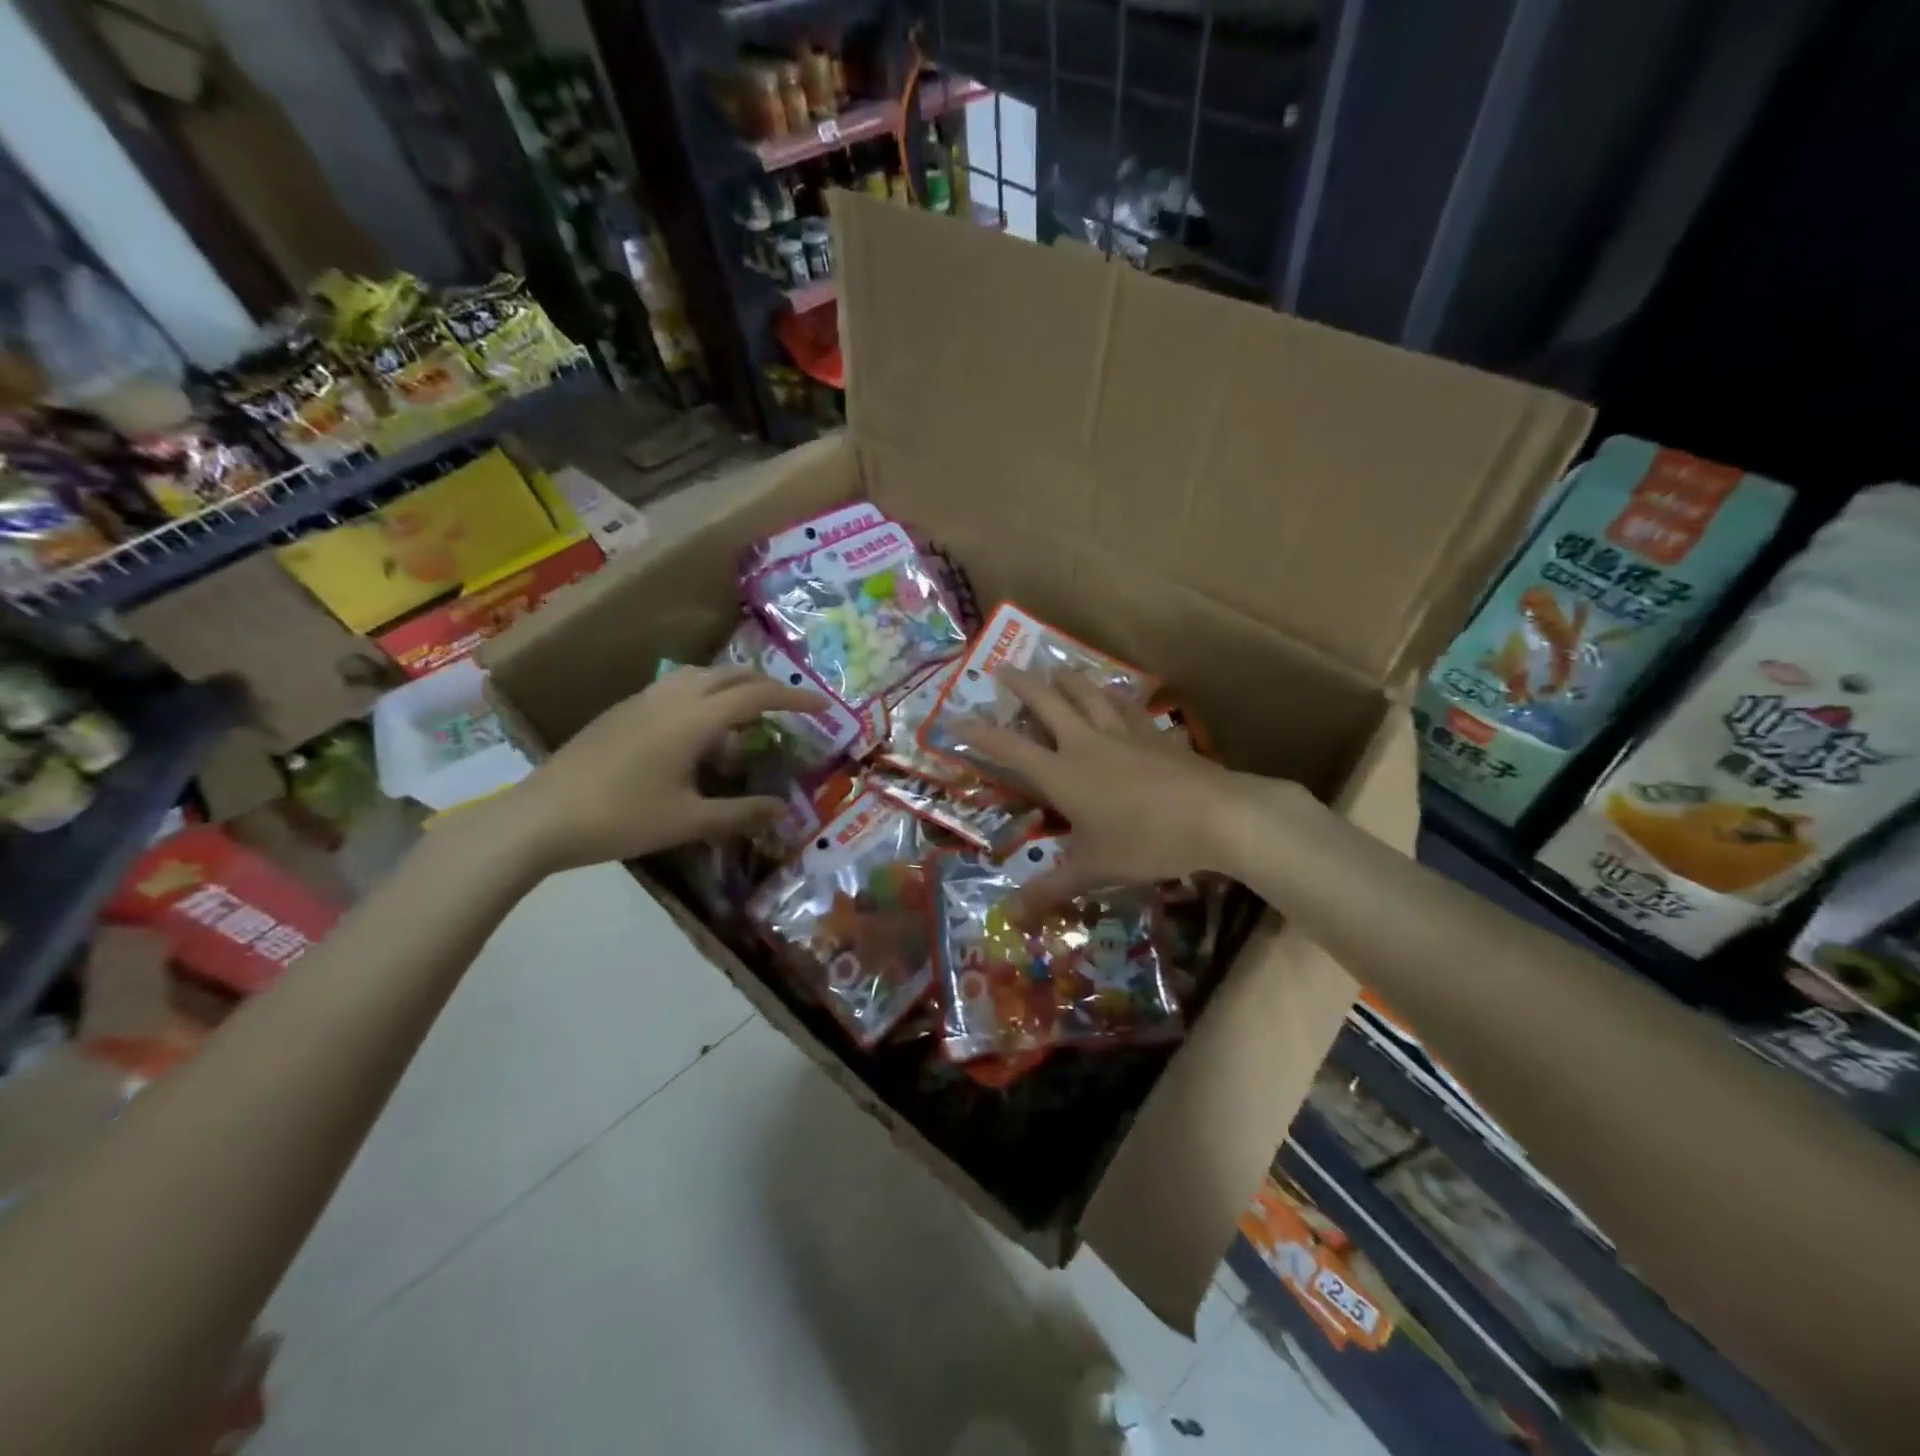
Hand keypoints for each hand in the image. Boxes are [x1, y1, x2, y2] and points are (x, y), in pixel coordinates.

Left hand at [509, 666, 827, 871]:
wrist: (540, 817)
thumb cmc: (620, 818)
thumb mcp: (689, 821)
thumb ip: (742, 814)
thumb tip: (784, 811)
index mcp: (693, 718)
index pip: (757, 695)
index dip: (795, 699)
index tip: (825, 707)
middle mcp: (671, 697)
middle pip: (731, 675)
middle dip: (766, 687)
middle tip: (789, 711)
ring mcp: (642, 700)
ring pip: (701, 676)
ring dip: (732, 689)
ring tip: (744, 723)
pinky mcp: (622, 711)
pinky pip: (677, 689)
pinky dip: (703, 699)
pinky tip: (697, 737)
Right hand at [961, 670, 1301, 915]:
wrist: (1217, 816)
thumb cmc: (1146, 842)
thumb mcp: (1094, 868)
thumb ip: (1052, 888)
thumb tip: (1011, 916)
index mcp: (1063, 773)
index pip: (1009, 748)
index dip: (979, 734)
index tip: (954, 719)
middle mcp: (1087, 743)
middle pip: (1048, 703)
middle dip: (1022, 686)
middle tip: (1004, 669)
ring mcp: (1124, 733)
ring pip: (1089, 694)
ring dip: (1068, 680)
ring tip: (1056, 670)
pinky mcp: (1156, 734)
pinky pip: (1129, 706)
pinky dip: (1115, 695)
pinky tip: (1116, 692)